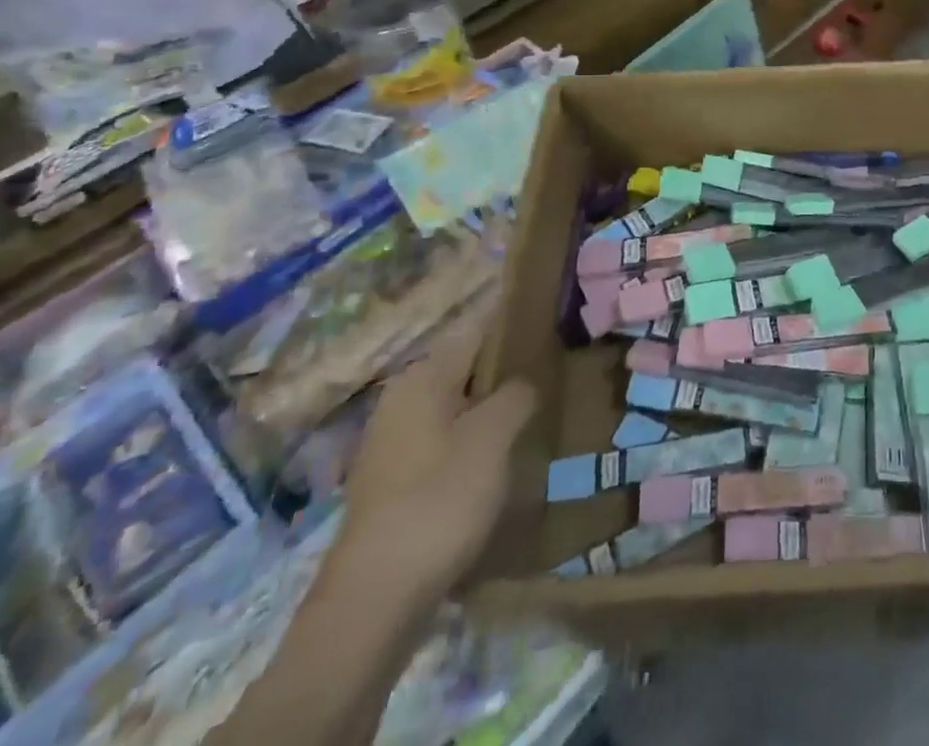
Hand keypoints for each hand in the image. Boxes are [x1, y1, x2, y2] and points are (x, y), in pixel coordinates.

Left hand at [335, 317, 534, 616]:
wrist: (374, 599)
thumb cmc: (439, 501)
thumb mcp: (494, 437)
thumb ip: (517, 394)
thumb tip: (524, 383)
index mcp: (423, 376)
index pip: (480, 330)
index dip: (518, 329)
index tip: (554, 335)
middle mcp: (401, 399)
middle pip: (467, 370)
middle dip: (506, 375)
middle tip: (552, 382)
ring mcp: (391, 443)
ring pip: (456, 409)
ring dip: (491, 413)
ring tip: (533, 423)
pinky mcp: (392, 482)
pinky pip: (443, 444)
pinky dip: (471, 446)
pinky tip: (497, 466)